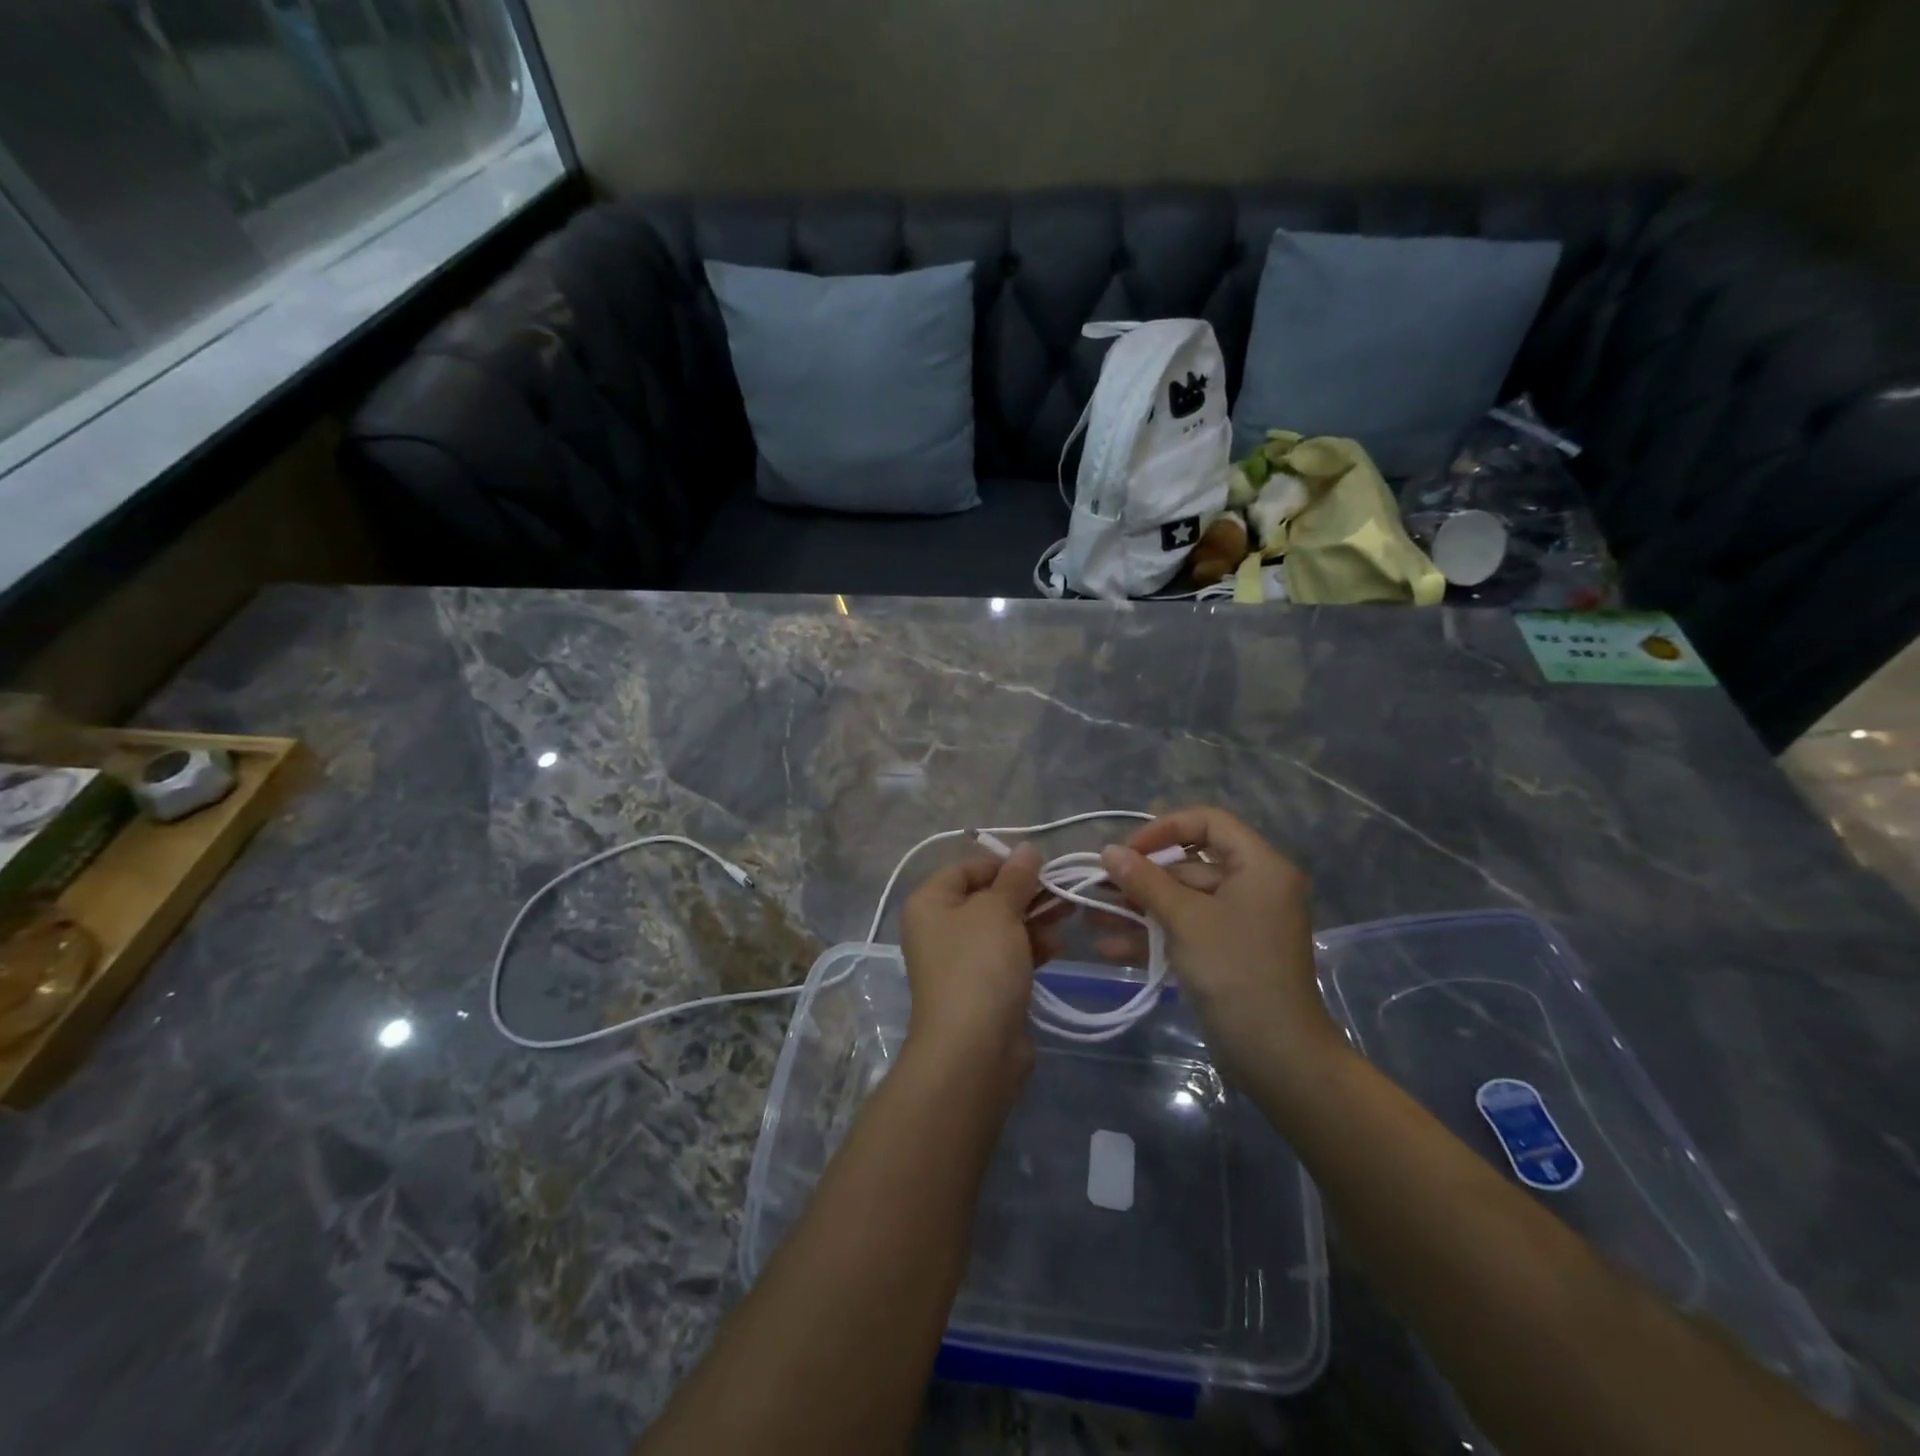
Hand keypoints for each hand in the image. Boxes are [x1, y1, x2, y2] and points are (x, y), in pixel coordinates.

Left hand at [899, 845, 1046, 1093]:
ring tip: (1070, 911)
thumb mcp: (998, 911)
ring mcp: (961, 962)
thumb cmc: (978, 966)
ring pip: (1002, 928)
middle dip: (1026, 892)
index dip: (1002, 863)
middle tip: (1064, 888)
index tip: (1039, 864)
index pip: (965, 868)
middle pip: (986, 897)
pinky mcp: (983, 989)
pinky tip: (1058, 946)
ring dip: (1034, 918)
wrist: (974, 1050)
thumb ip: (1015, 878)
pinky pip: (1008, 957)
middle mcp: (940, 929)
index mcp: (930, 903)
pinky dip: (1031, 948)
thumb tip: (1027, 848)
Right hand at [1097, 807, 1341, 1085]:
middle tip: (1098, 887)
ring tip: (1093, 918)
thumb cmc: (1235, 971)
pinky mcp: (1225, 953)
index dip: (1165, 828)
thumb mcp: (1185, 920)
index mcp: (1259, 867)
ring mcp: (1239, 922)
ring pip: (1182, 902)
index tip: (1129, 850)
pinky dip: (1153, 937)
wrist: (1276, 1055)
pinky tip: (1111, 948)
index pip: (1209, 823)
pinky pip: (1186, 931)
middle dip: (1141, 878)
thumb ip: (1145, 881)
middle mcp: (1253, 887)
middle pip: (1190, 865)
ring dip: (1139, 910)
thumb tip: (1108, 851)